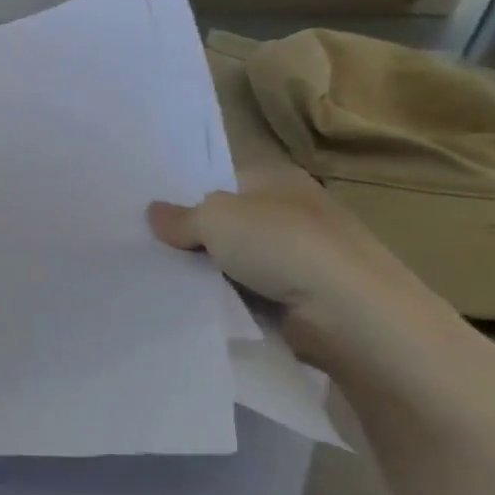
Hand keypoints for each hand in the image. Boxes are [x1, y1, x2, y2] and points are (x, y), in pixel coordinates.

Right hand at [147, 169, 446, 364]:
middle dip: (192, 234)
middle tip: (143, 244)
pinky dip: (226, 298)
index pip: (222, 178)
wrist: (352, 316)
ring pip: (234, 260)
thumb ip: (180, 216)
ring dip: (207, 271)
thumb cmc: (284, 246)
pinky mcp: (300, 299)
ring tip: (158, 276)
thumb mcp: (216, 218)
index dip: (186, 192)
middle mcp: (291, 212)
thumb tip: (153, 214)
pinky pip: (247, 293)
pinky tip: (195, 303)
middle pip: (226, 221)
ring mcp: (298, 258)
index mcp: (278, 179)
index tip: (146, 210)